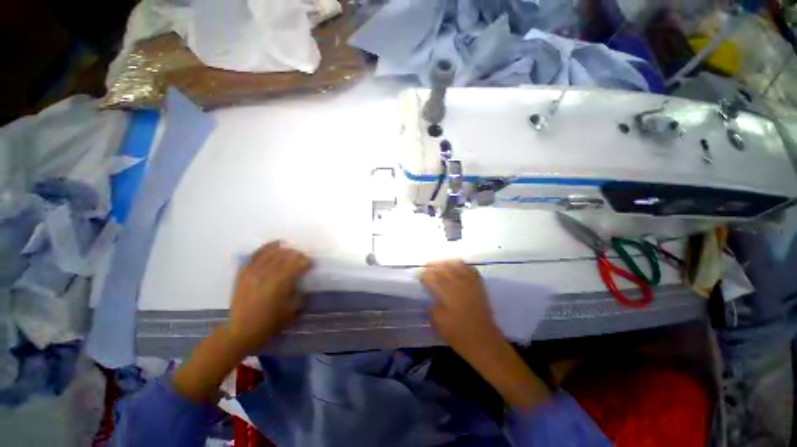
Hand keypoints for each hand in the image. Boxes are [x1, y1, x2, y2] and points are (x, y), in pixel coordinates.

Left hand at [227, 241, 310, 354]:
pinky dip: (266, 248)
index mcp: (279, 284)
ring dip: (284, 250)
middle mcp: (266, 274)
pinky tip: (275, 245)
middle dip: (297, 254)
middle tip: (302, 259)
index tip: (310, 264)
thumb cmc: (269, 323)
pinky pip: (256, 255)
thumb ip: (300, 293)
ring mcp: (253, 272)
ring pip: (272, 253)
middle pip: (285, 256)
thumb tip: (303, 281)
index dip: (305, 261)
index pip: (295, 264)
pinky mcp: (244, 273)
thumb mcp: (291, 310)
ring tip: (291, 252)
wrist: (240, 331)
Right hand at [421, 260, 552, 408]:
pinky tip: (458, 268)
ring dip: (447, 263)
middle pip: (443, 267)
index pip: (432, 278)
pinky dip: (463, 266)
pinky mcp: (479, 286)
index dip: (424, 275)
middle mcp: (458, 284)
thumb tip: (428, 300)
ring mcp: (470, 284)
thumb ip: (431, 308)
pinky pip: (471, 270)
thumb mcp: (438, 323)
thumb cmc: (458, 334)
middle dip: (433, 265)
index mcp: (446, 293)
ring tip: (441, 265)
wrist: (483, 341)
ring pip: (457, 265)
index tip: (419, 276)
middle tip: (427, 267)